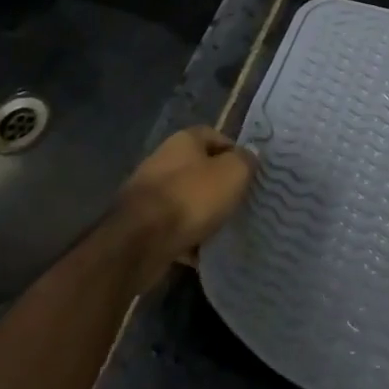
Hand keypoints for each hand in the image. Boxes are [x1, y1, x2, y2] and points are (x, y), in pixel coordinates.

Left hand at [115, 126, 257, 290]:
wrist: (139, 241)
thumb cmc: (191, 198)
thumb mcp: (232, 174)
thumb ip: (245, 161)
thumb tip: (249, 155)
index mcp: (184, 140)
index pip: (215, 136)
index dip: (235, 152)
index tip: (250, 173)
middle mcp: (164, 160)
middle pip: (199, 168)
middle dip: (218, 185)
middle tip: (239, 202)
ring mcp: (149, 192)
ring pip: (185, 199)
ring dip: (202, 213)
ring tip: (223, 229)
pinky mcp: (141, 223)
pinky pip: (172, 227)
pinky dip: (186, 238)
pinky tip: (201, 253)